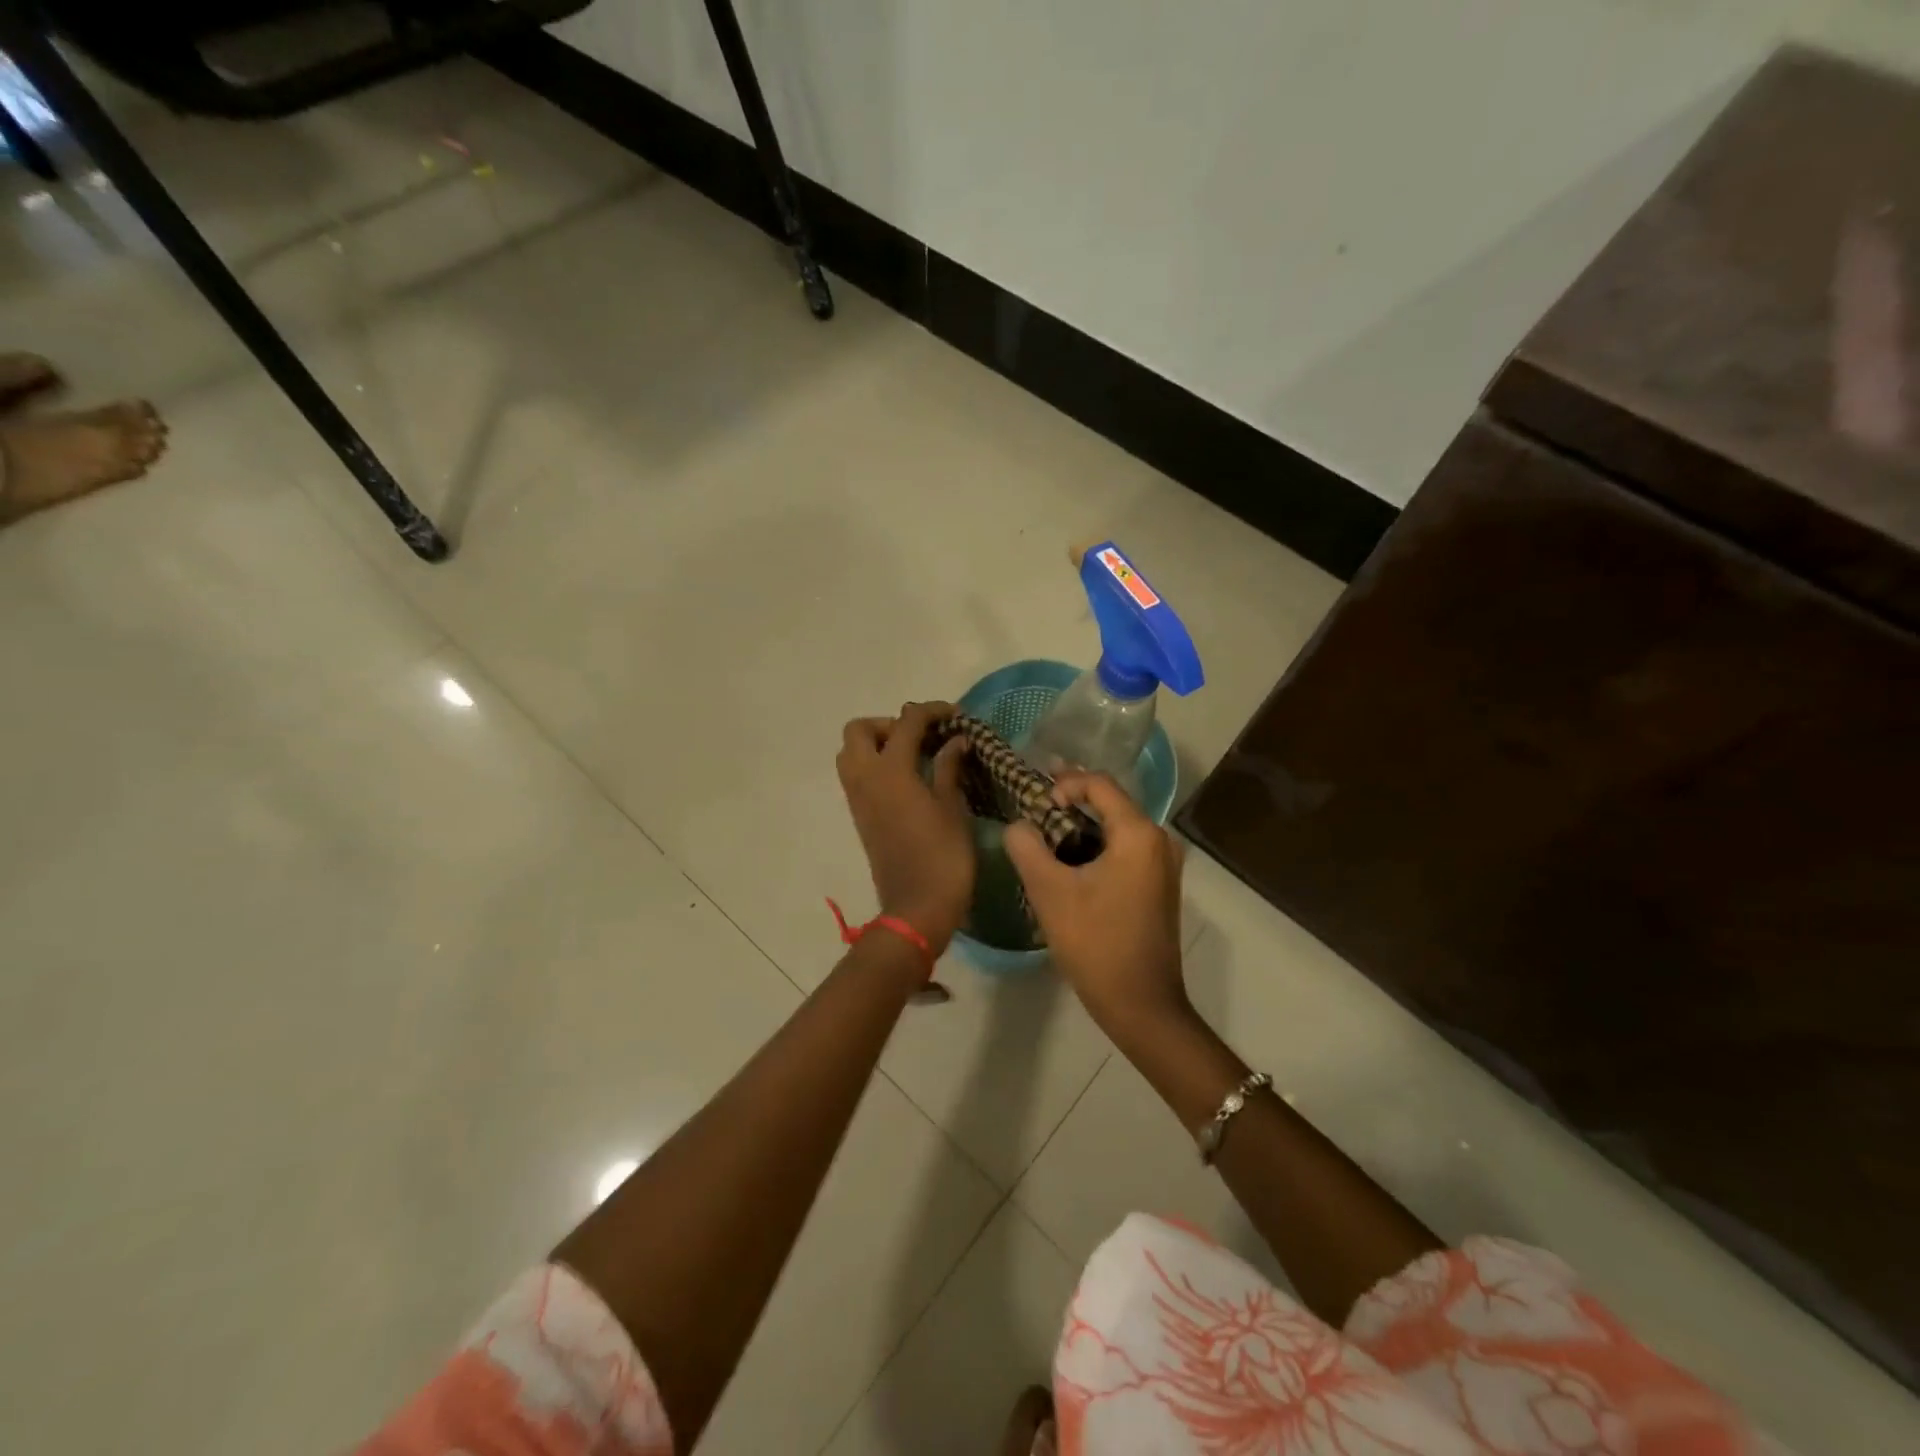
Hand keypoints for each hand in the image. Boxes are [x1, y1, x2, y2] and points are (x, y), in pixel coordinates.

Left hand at [836, 702, 974, 955]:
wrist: (916, 908)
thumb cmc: (943, 857)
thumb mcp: (953, 809)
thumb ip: (950, 768)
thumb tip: (956, 740)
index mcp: (891, 771)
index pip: (906, 722)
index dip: (931, 711)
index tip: (954, 715)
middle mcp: (865, 777)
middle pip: (859, 730)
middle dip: (888, 724)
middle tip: (920, 737)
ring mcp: (857, 798)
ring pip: (850, 752)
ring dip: (876, 743)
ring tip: (912, 756)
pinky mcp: (858, 816)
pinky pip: (856, 775)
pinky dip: (874, 765)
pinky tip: (907, 779)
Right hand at [1005, 771, 1187, 1040]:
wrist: (1140, 1004)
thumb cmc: (1095, 943)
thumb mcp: (1049, 892)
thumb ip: (1027, 848)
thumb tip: (1018, 826)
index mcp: (1138, 834)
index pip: (1100, 784)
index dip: (1065, 783)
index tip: (1037, 802)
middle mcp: (1159, 840)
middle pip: (1111, 802)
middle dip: (1072, 800)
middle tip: (1036, 804)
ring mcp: (1163, 864)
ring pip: (1117, 827)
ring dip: (1083, 824)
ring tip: (1046, 830)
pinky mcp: (1159, 885)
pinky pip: (1125, 849)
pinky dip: (1097, 845)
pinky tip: (1070, 858)